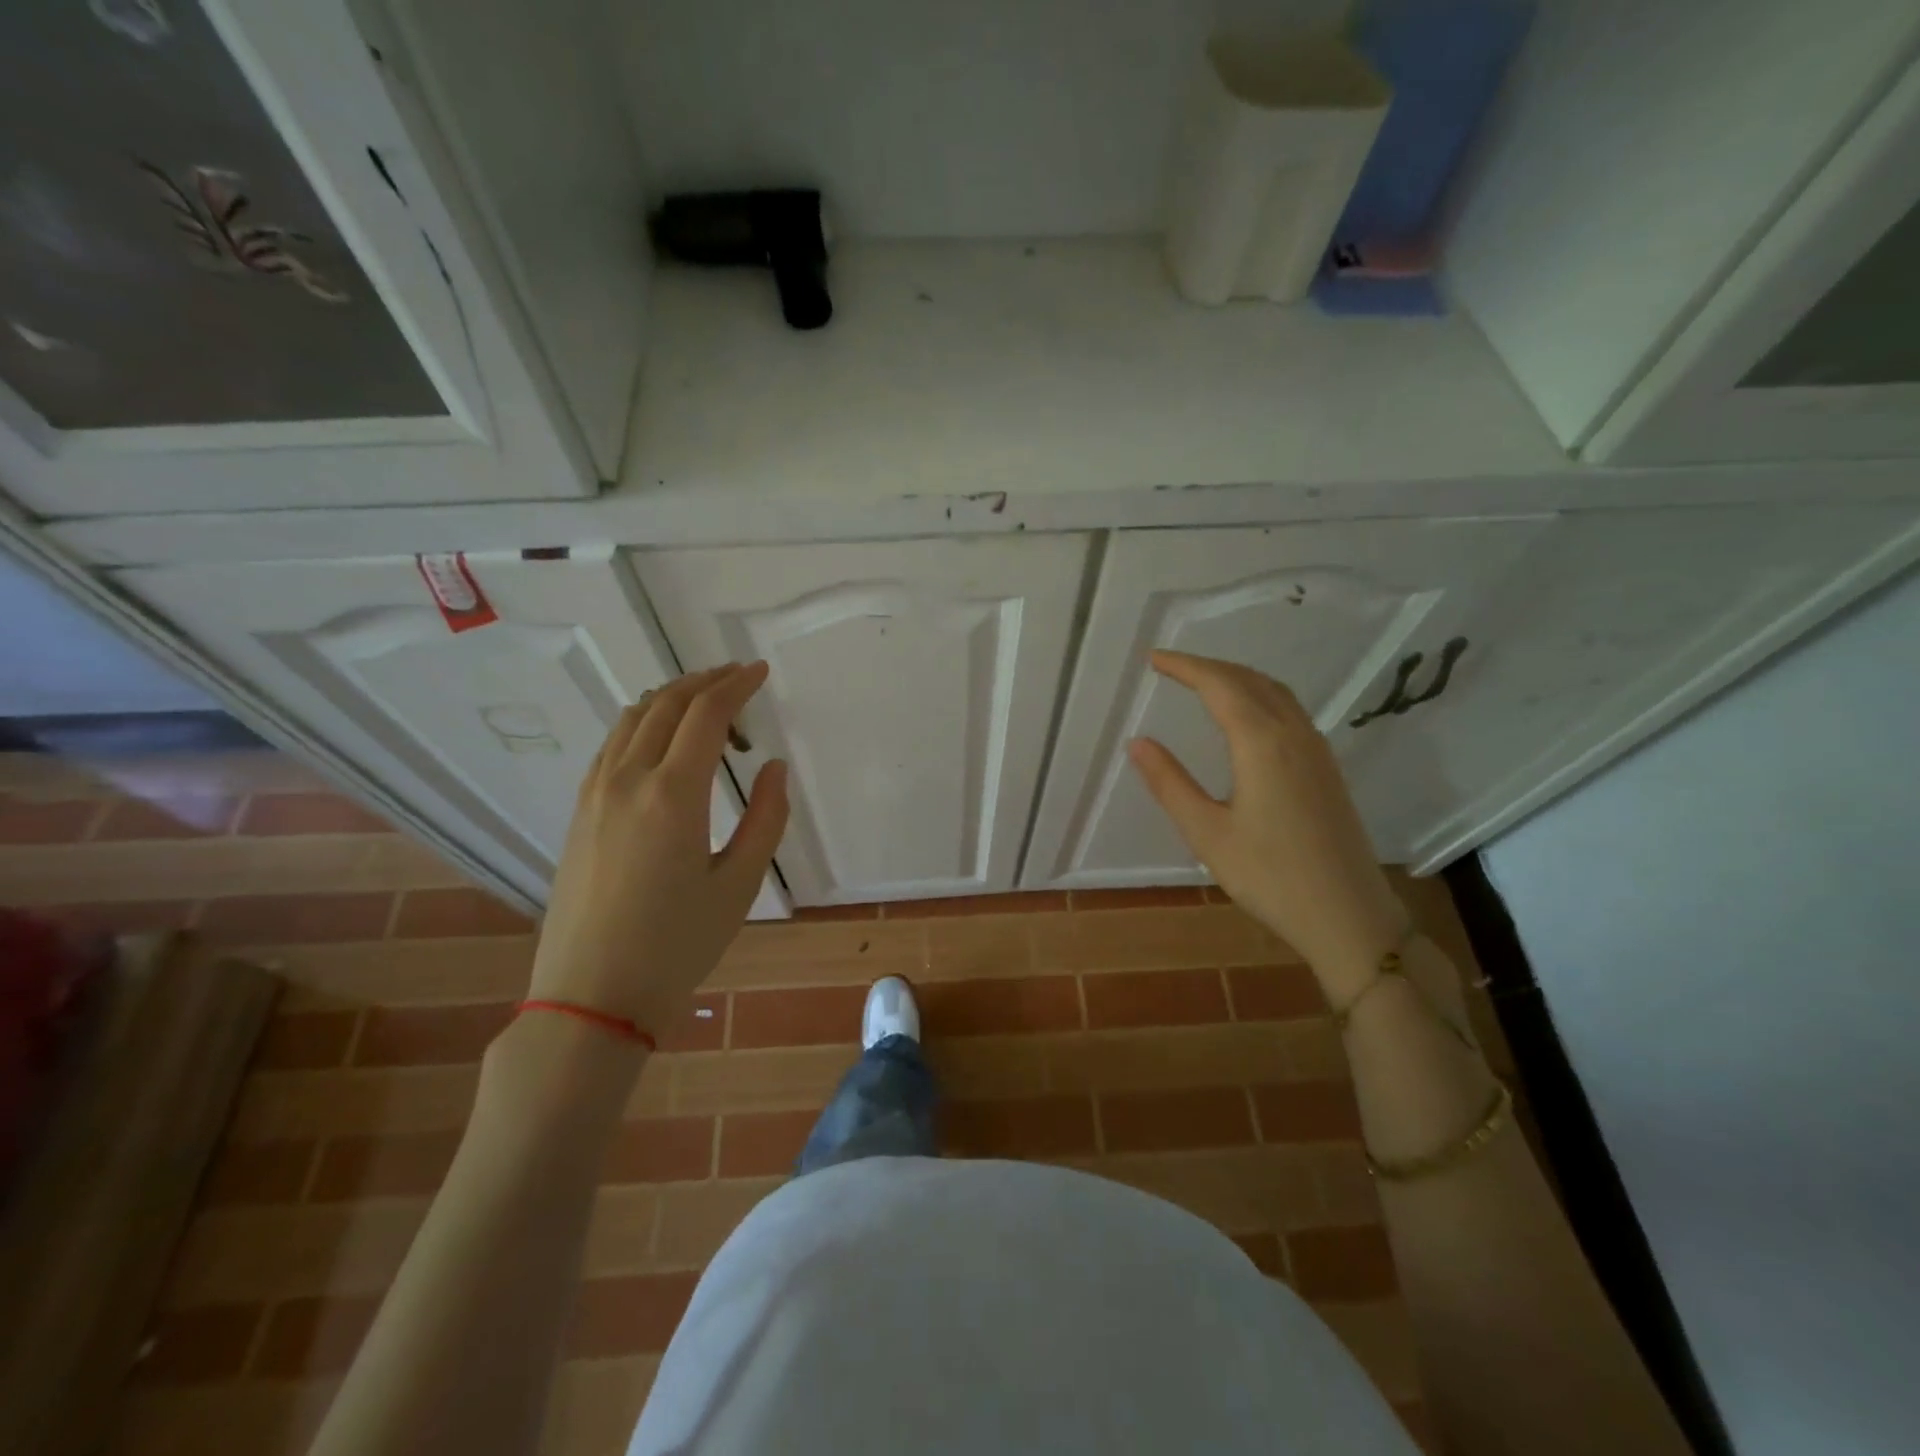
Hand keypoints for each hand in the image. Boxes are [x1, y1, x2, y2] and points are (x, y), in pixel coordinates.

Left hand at [528, 663, 788, 1039]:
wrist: (592, 995)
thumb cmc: (677, 945)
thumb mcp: (740, 885)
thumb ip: (766, 818)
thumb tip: (772, 768)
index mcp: (673, 794)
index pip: (706, 714)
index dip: (736, 685)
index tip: (759, 672)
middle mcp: (627, 780)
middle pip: (666, 704)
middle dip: (705, 681)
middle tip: (738, 678)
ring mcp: (595, 794)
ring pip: (632, 719)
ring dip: (671, 698)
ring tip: (705, 703)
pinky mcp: (579, 812)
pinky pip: (612, 745)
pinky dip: (642, 723)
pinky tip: (660, 740)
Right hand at [1127, 651, 1406, 998]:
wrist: (1349, 916)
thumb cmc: (1270, 877)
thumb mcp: (1207, 833)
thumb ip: (1170, 783)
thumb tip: (1137, 742)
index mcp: (1262, 743)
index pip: (1219, 685)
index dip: (1185, 666)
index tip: (1153, 658)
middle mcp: (1294, 734)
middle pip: (1250, 680)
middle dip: (1208, 667)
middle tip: (1170, 667)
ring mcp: (1317, 750)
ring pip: (1275, 692)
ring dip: (1236, 678)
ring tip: (1202, 683)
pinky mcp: (1327, 769)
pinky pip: (1290, 711)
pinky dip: (1259, 696)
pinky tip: (1246, 717)